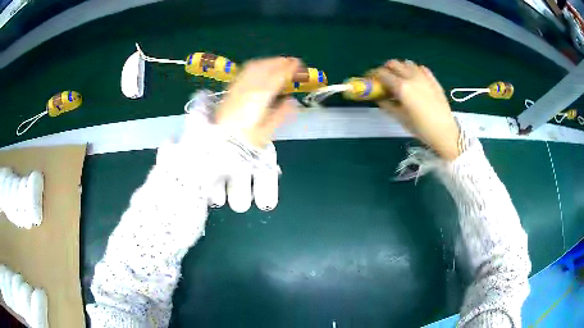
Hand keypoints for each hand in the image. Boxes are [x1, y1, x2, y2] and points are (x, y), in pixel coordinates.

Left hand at [215, 57, 300, 146]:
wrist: (220, 144)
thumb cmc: (245, 141)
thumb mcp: (266, 132)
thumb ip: (280, 114)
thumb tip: (291, 101)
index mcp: (259, 98)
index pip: (276, 77)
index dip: (288, 69)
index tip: (298, 64)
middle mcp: (247, 88)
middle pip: (264, 68)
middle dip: (279, 62)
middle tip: (291, 61)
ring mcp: (237, 87)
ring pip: (253, 67)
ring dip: (268, 62)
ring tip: (278, 62)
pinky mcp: (230, 89)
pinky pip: (244, 71)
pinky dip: (256, 66)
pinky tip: (260, 68)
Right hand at [372, 60, 459, 160]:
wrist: (445, 132)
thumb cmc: (421, 128)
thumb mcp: (400, 118)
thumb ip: (386, 104)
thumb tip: (378, 97)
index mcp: (402, 87)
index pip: (381, 73)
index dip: (372, 75)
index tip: (369, 80)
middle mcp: (411, 77)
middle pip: (393, 63)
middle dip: (385, 69)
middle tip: (383, 80)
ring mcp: (424, 77)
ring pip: (407, 63)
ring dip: (399, 68)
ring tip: (399, 79)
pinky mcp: (433, 80)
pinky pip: (420, 68)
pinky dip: (414, 70)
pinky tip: (414, 79)